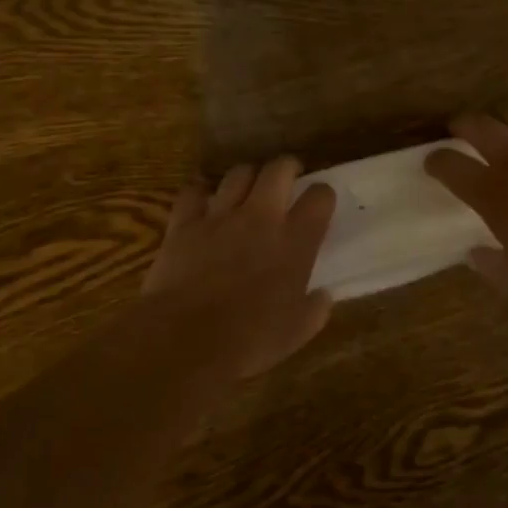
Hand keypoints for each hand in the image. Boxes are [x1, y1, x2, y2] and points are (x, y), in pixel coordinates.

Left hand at [140, 157, 336, 377]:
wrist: (187, 338)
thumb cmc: (250, 339)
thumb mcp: (297, 332)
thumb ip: (315, 309)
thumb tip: (323, 296)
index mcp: (296, 241)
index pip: (320, 197)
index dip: (323, 196)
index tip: (319, 205)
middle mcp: (261, 217)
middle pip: (279, 169)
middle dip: (287, 168)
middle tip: (287, 180)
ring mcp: (220, 216)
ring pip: (239, 173)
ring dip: (247, 178)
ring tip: (247, 192)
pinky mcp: (184, 223)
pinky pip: (193, 191)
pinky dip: (200, 194)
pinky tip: (202, 204)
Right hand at [425, 107, 507, 300]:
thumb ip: (490, 264)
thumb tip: (473, 255)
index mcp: (493, 191)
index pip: (450, 165)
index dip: (436, 160)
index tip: (432, 162)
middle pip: (480, 125)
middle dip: (463, 123)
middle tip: (460, 127)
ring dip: (506, 117)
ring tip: (506, 124)